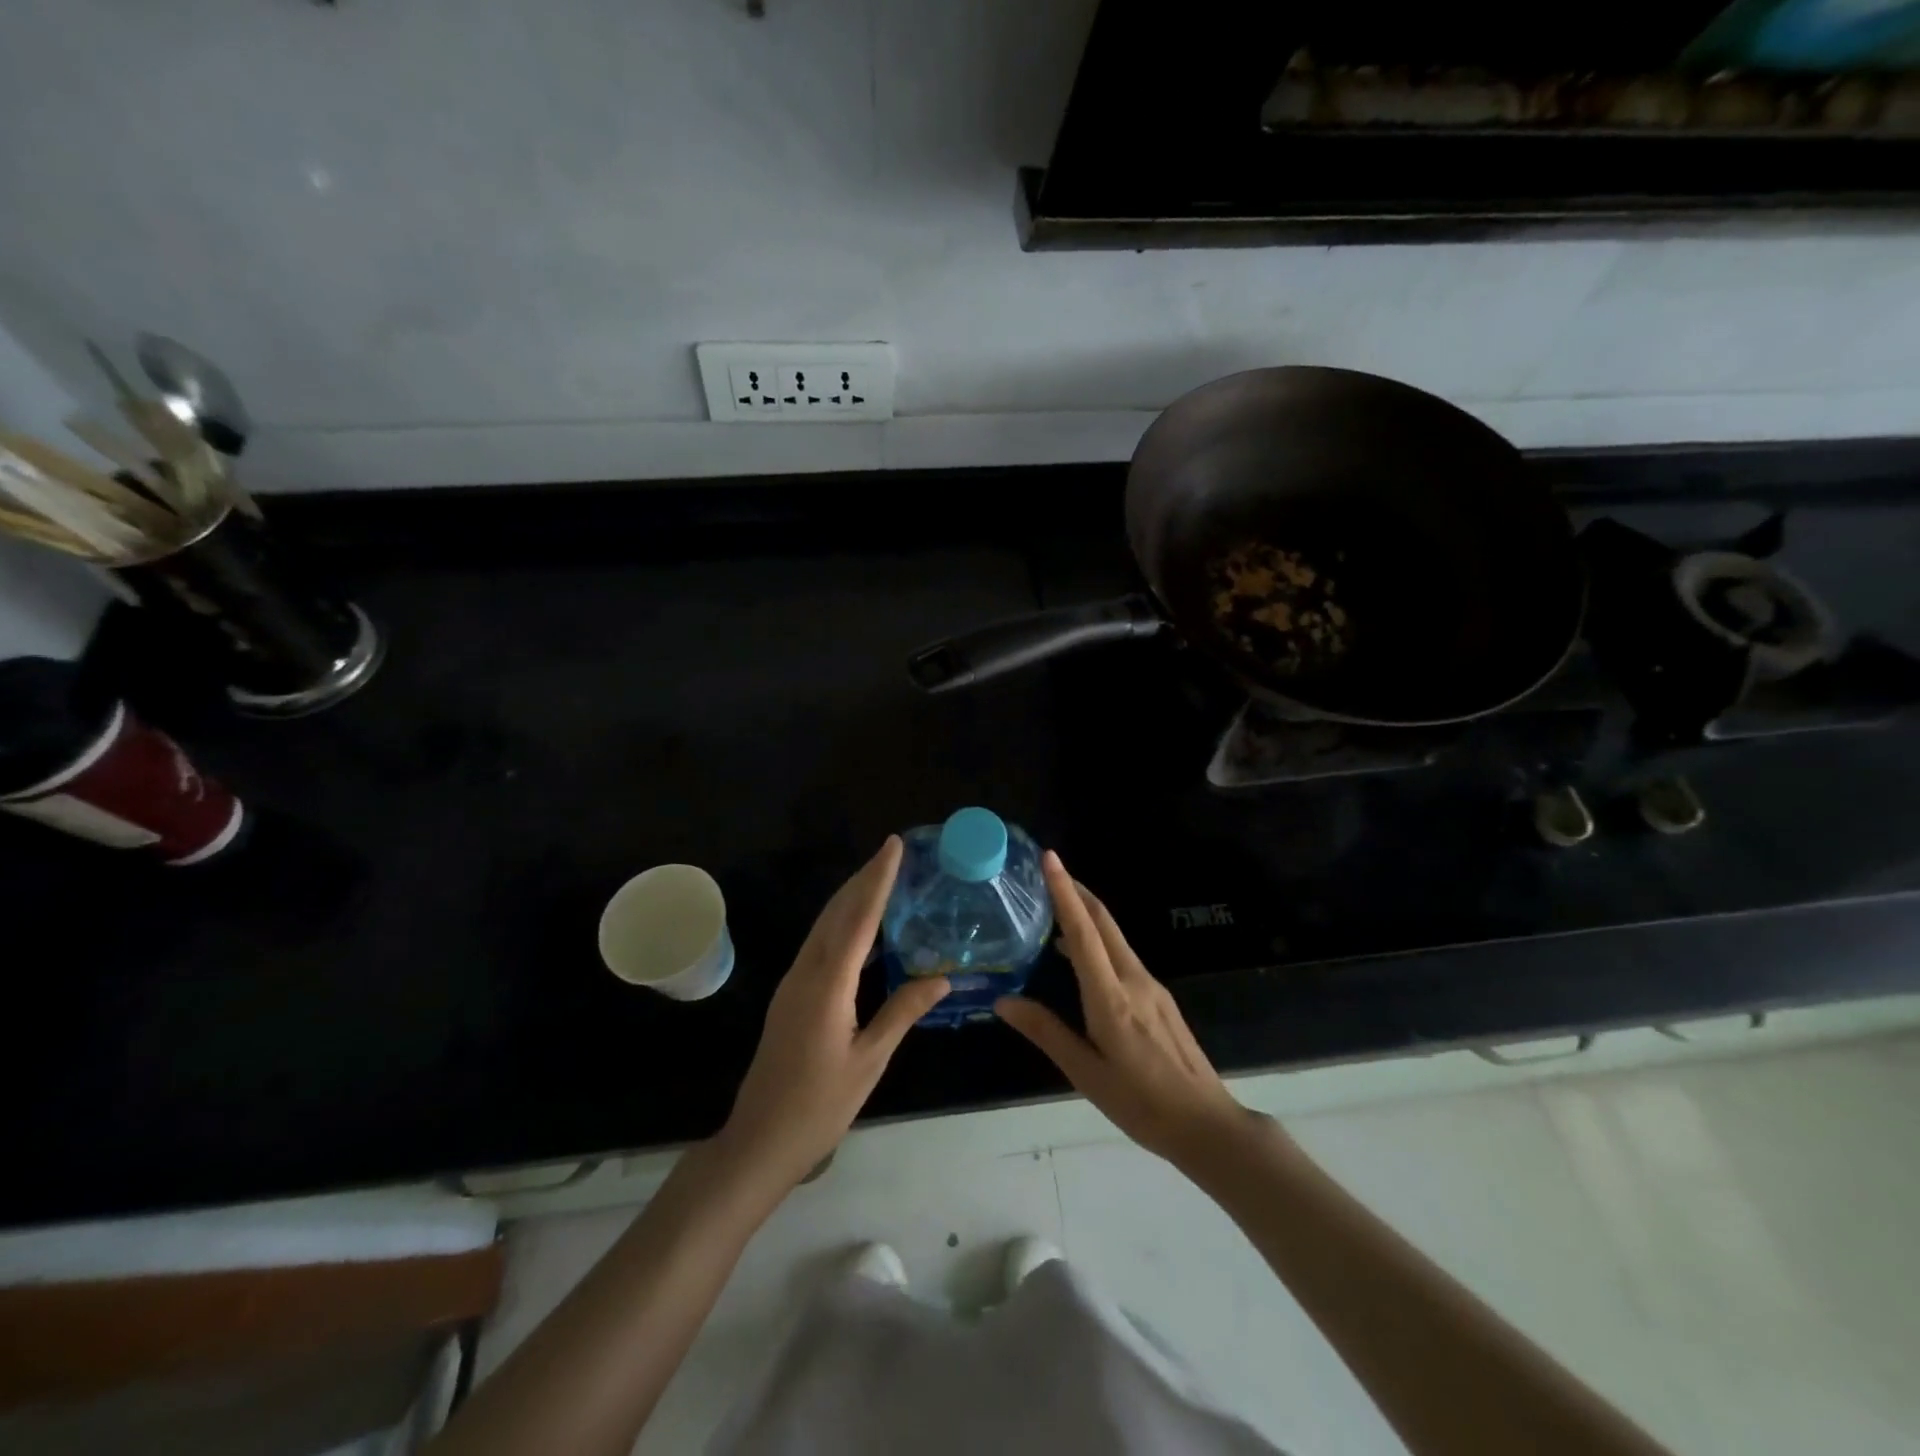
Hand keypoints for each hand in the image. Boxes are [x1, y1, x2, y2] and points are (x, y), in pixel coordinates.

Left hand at [716, 836, 949, 1195]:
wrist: (759, 1140)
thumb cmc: (819, 1106)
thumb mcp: (869, 1061)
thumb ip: (902, 1012)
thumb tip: (941, 976)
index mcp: (828, 985)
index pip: (859, 918)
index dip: (878, 879)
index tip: (893, 846)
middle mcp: (806, 973)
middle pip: (837, 912)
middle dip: (864, 878)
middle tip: (891, 851)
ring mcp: (793, 983)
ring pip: (825, 925)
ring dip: (851, 896)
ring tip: (879, 876)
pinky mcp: (790, 995)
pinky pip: (819, 944)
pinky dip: (842, 922)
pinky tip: (858, 925)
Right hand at [995, 850, 1253, 1169]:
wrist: (1206, 1124)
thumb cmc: (1140, 1104)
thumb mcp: (1086, 1074)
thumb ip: (1046, 1032)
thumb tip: (1003, 1001)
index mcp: (1111, 998)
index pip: (1083, 933)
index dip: (1065, 892)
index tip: (1050, 859)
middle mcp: (1134, 980)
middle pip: (1104, 922)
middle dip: (1077, 890)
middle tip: (1048, 870)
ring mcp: (1152, 986)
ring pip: (1115, 937)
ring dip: (1087, 914)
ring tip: (1056, 907)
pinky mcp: (1160, 997)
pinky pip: (1123, 955)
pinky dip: (1099, 940)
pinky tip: (1081, 956)